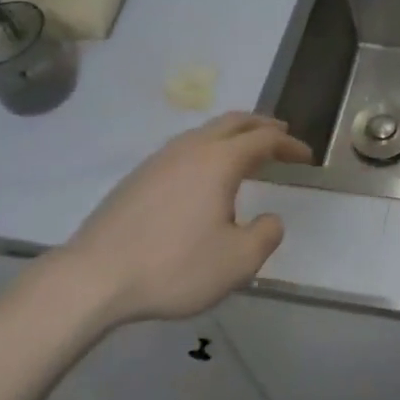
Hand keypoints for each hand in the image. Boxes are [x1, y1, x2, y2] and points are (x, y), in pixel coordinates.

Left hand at [54, 112, 311, 326]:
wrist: (93, 277)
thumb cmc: (173, 267)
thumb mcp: (237, 262)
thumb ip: (265, 236)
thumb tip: (270, 219)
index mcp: (220, 161)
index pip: (265, 139)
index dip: (289, 144)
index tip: (306, 156)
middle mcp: (192, 148)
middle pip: (234, 121)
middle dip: (262, 125)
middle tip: (281, 134)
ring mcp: (160, 159)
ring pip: (206, 131)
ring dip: (233, 134)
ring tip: (245, 150)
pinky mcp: (138, 176)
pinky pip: (185, 147)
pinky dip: (209, 148)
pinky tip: (204, 175)